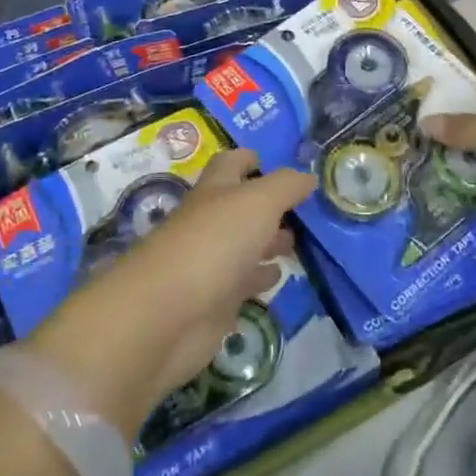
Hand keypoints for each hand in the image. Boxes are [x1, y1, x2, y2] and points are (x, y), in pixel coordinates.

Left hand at [22, 151, 313, 440]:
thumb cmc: (214, 244)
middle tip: (303, 209)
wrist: (167, 316)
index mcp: (215, 191)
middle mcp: (210, 222)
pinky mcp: (214, 302)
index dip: (250, 158)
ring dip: (268, 242)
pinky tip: (278, 277)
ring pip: (244, 245)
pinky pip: (243, 284)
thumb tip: (308, 176)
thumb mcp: (258, 202)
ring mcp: (210, 263)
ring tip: (297, 242)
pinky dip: (260, 277)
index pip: (230, 163)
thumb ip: (286, 186)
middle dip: (269, 206)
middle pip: (240, 207)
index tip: (274, 160)